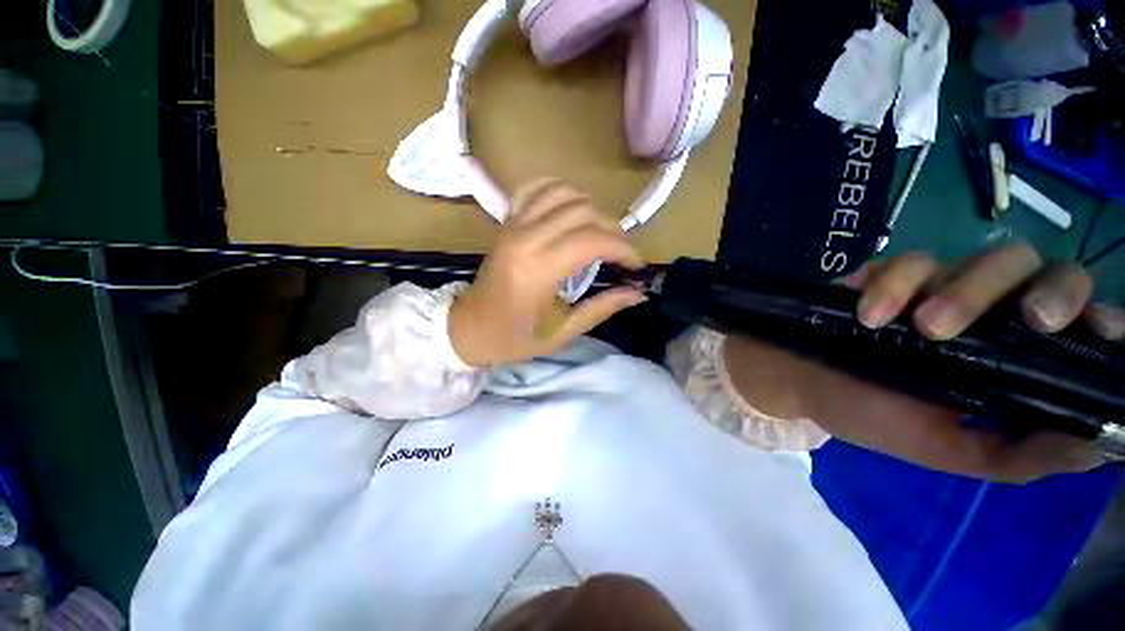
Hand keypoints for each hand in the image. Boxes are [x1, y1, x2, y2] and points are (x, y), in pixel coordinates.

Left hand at [448, 179, 646, 366]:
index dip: (623, 249)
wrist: (470, 327)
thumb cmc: (515, 338)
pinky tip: (570, 208)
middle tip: (620, 253)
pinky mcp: (507, 222)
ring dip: (590, 208)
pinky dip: (560, 190)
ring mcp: (513, 225)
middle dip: (612, 229)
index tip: (636, 265)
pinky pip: (536, 188)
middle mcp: (526, 238)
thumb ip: (601, 309)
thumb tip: (638, 294)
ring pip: (563, 193)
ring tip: (599, 232)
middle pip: (583, 212)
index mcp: (539, 270)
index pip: (593, 241)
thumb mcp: (562, 332)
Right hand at [724, 242, 1123, 482]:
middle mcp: (981, 312)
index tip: (1095, 331)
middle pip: (1039, 271)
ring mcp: (933, 287)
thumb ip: (1016, 455)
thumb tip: (1094, 447)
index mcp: (1006, 355)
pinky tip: (869, 316)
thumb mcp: (945, 449)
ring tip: (918, 328)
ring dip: (960, 291)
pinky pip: (906, 262)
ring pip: (980, 258)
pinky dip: (893, 286)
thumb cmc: (869, 415)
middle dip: (1045, 291)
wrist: (799, 383)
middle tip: (1027, 323)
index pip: (1073, 319)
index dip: (1095, 314)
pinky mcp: (884, 273)